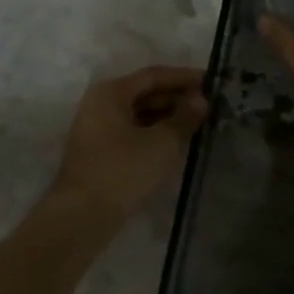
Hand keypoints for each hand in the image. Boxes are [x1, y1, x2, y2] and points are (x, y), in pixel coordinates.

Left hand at [43, 66, 208, 241]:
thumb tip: (201, 100)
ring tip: (199, 124)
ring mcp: (98, 129)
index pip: (153, 76)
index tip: (212, 81)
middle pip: (145, 93)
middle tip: (210, 105)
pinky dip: (155, 134)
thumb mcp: (161, 143)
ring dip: (168, 118)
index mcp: (111, 92)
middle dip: (177, 98)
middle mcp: (100, 104)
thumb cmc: (122, 171)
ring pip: (140, 115)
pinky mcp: (101, 152)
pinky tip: (177, 144)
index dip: (184, 77)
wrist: (82, 217)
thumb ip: (184, 118)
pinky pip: (133, 133)